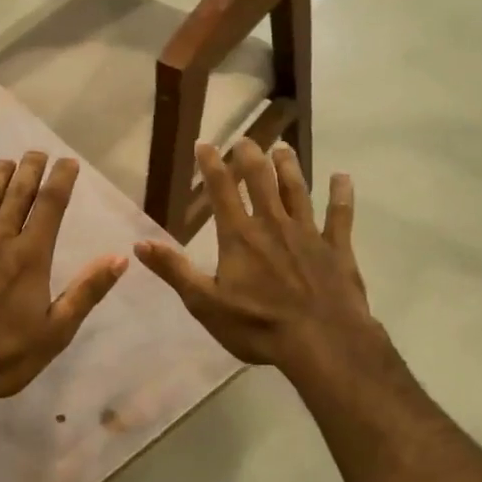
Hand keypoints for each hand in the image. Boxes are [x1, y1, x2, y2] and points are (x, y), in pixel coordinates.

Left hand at [0, 152, 126, 412]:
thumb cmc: (4, 358)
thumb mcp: (56, 331)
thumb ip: (87, 291)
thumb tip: (120, 258)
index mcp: (30, 257)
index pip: (51, 206)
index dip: (61, 180)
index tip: (68, 161)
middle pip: (17, 195)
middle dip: (29, 169)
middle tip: (36, 151)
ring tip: (3, 161)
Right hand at [134, 141, 380, 382]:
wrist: (322, 342)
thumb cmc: (258, 326)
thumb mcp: (205, 303)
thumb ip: (174, 270)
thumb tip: (139, 243)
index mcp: (239, 236)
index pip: (221, 191)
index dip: (211, 165)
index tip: (205, 143)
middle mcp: (273, 225)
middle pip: (261, 181)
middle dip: (251, 157)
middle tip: (246, 139)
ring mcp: (308, 234)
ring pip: (297, 191)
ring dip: (289, 167)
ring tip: (283, 147)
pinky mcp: (337, 248)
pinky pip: (340, 215)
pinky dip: (341, 194)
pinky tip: (342, 177)